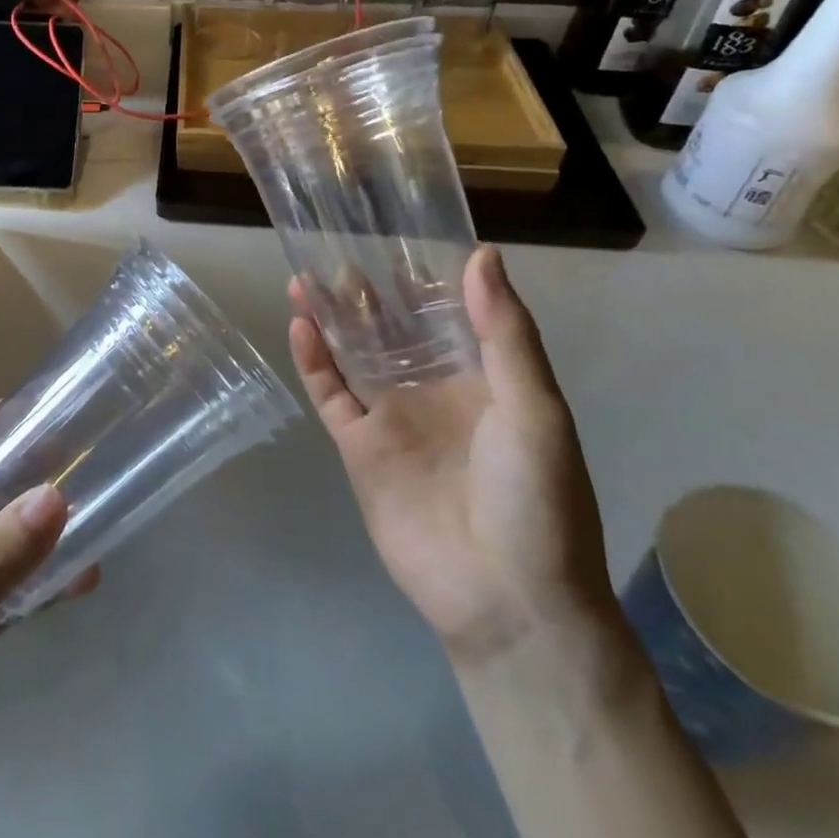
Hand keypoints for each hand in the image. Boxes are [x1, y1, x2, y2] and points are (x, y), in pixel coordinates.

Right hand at [289, 244, 614, 664]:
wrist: (509, 603)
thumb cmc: (536, 500)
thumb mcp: (535, 409)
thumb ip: (505, 333)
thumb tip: (481, 254)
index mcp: (480, 377)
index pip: (446, 313)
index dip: (422, 276)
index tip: (396, 234)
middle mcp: (432, 389)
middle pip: (391, 328)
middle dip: (367, 292)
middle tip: (338, 248)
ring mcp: (391, 418)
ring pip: (353, 354)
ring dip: (332, 318)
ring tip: (307, 277)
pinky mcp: (359, 448)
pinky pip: (331, 394)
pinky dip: (314, 361)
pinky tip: (301, 326)